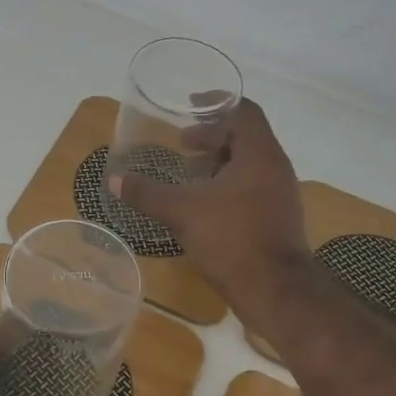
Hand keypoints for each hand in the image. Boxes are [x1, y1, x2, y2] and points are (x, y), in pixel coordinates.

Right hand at [109, 98, 309, 326]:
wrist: (277, 292)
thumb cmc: (232, 239)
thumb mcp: (182, 212)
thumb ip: (148, 193)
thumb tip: (115, 180)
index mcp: (259, 154)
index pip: (244, 111)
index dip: (216, 103)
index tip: (190, 106)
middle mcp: (275, 167)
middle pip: (245, 136)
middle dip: (212, 136)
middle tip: (182, 144)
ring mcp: (280, 194)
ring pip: (249, 163)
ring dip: (219, 162)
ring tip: (189, 173)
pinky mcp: (278, 217)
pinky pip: (252, 186)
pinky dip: (228, 184)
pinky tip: (204, 204)